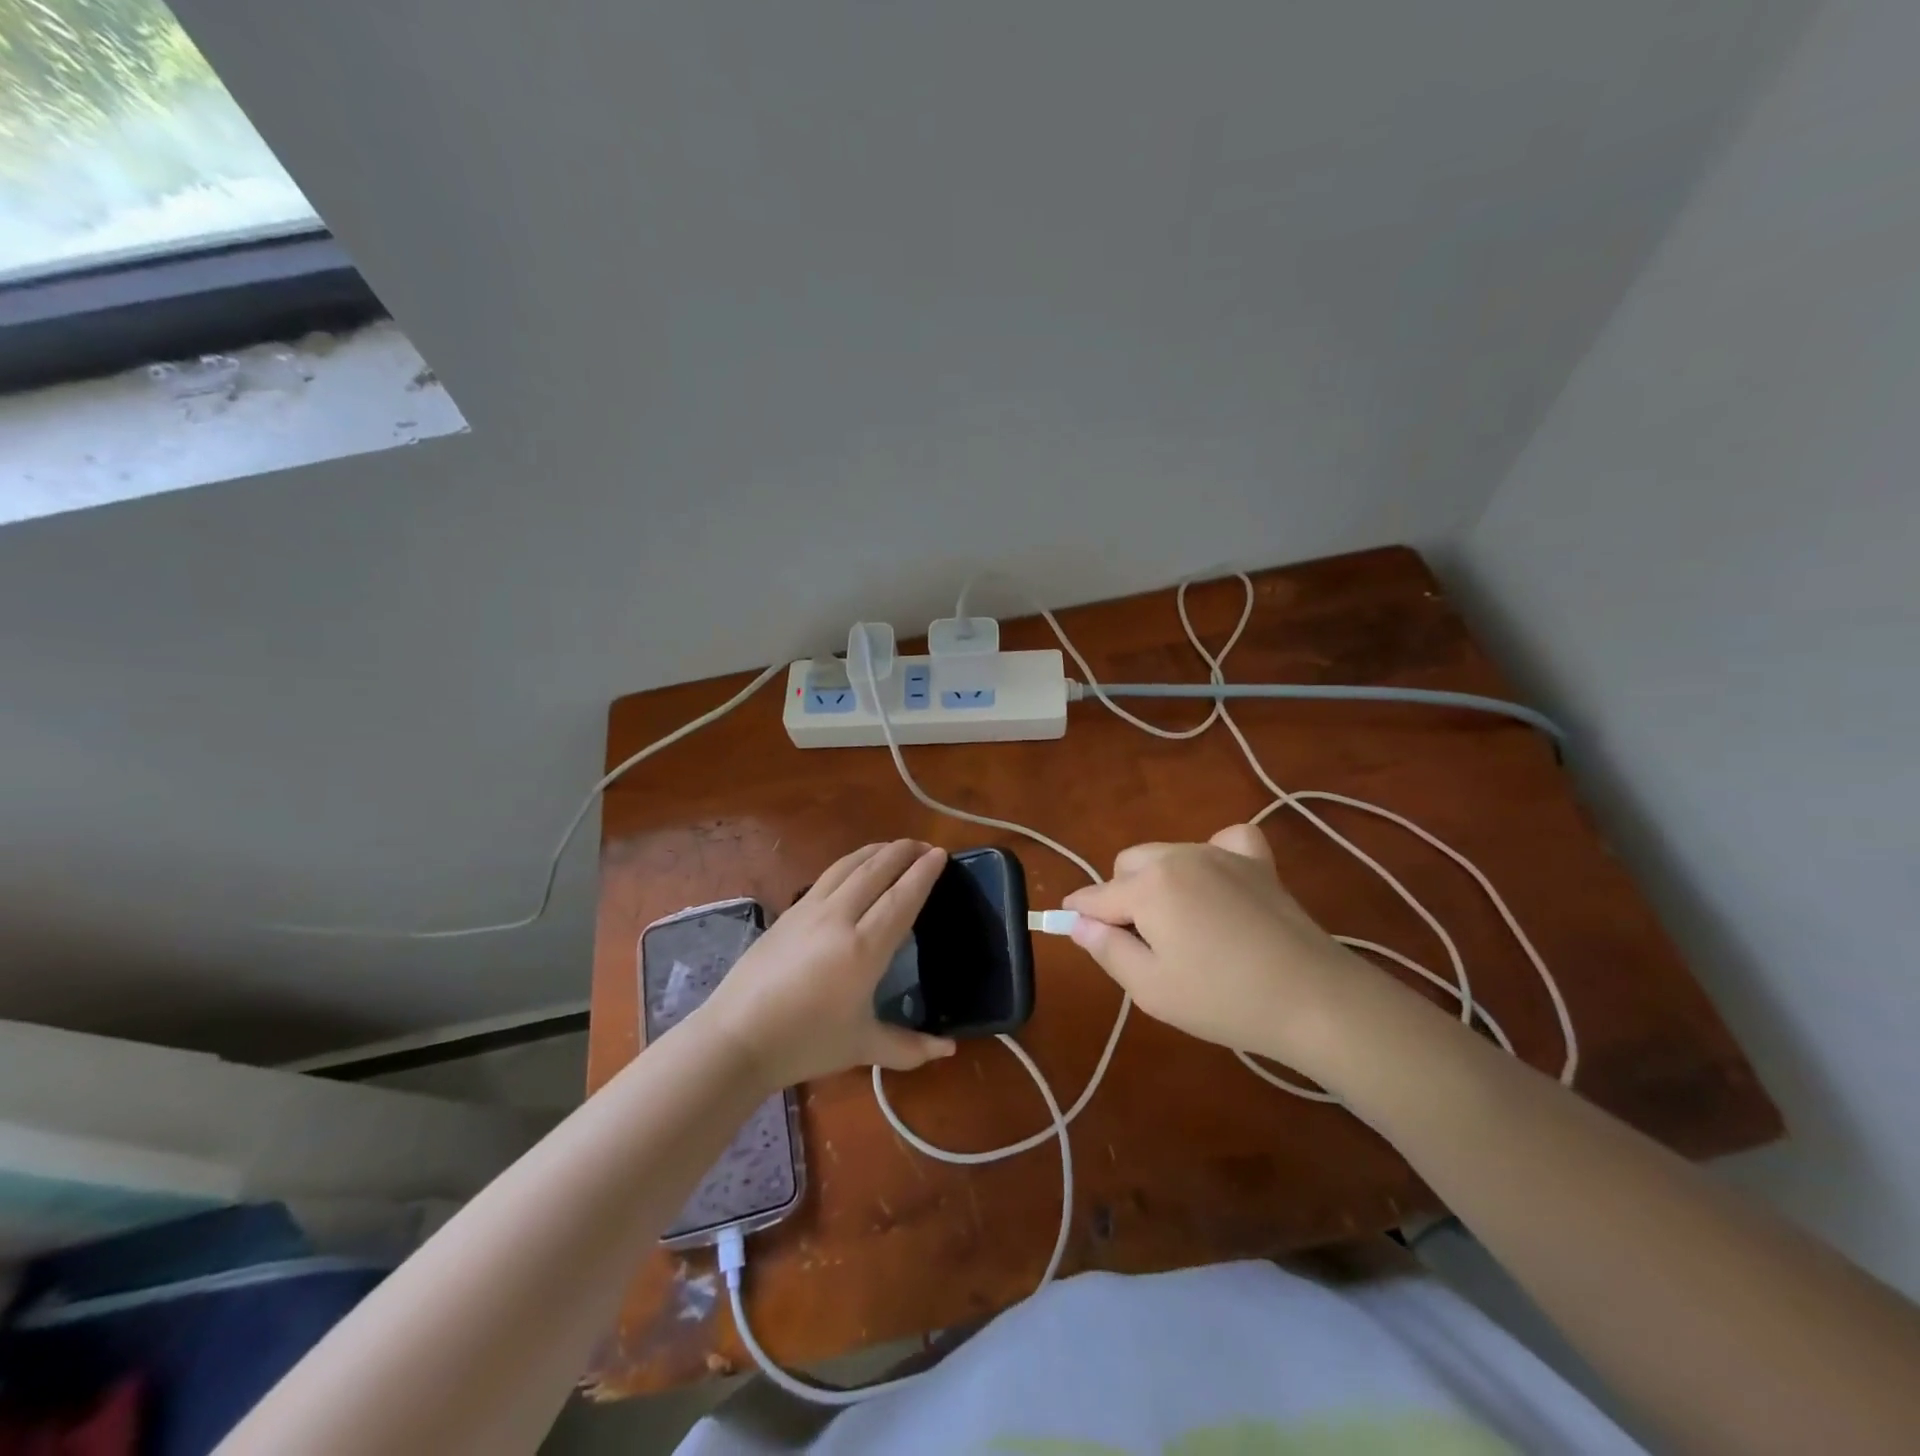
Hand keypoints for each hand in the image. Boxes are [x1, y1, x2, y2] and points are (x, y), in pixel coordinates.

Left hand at [697, 840, 957, 1089]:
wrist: (736, 1038)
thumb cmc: (804, 1044)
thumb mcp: (862, 1047)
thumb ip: (909, 1046)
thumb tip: (950, 1049)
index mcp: (864, 949)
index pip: (902, 898)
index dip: (923, 874)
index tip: (941, 855)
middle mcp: (839, 918)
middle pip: (876, 871)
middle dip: (903, 852)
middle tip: (925, 845)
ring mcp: (810, 910)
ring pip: (849, 866)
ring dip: (876, 851)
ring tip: (894, 848)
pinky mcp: (789, 912)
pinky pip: (828, 875)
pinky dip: (851, 863)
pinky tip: (855, 868)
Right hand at [1062, 825, 1388, 1081]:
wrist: (1313, 998)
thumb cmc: (1222, 1000)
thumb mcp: (1150, 988)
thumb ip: (1106, 949)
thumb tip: (1077, 922)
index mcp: (1147, 886)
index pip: (1094, 896)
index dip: (1079, 916)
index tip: (1076, 932)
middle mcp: (1177, 856)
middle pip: (1127, 865)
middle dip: (1122, 897)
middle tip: (1144, 944)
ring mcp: (1220, 852)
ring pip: (1166, 854)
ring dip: (1160, 881)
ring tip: (1184, 927)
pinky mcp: (1256, 860)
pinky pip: (1222, 841)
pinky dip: (1212, 857)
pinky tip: (1220, 885)